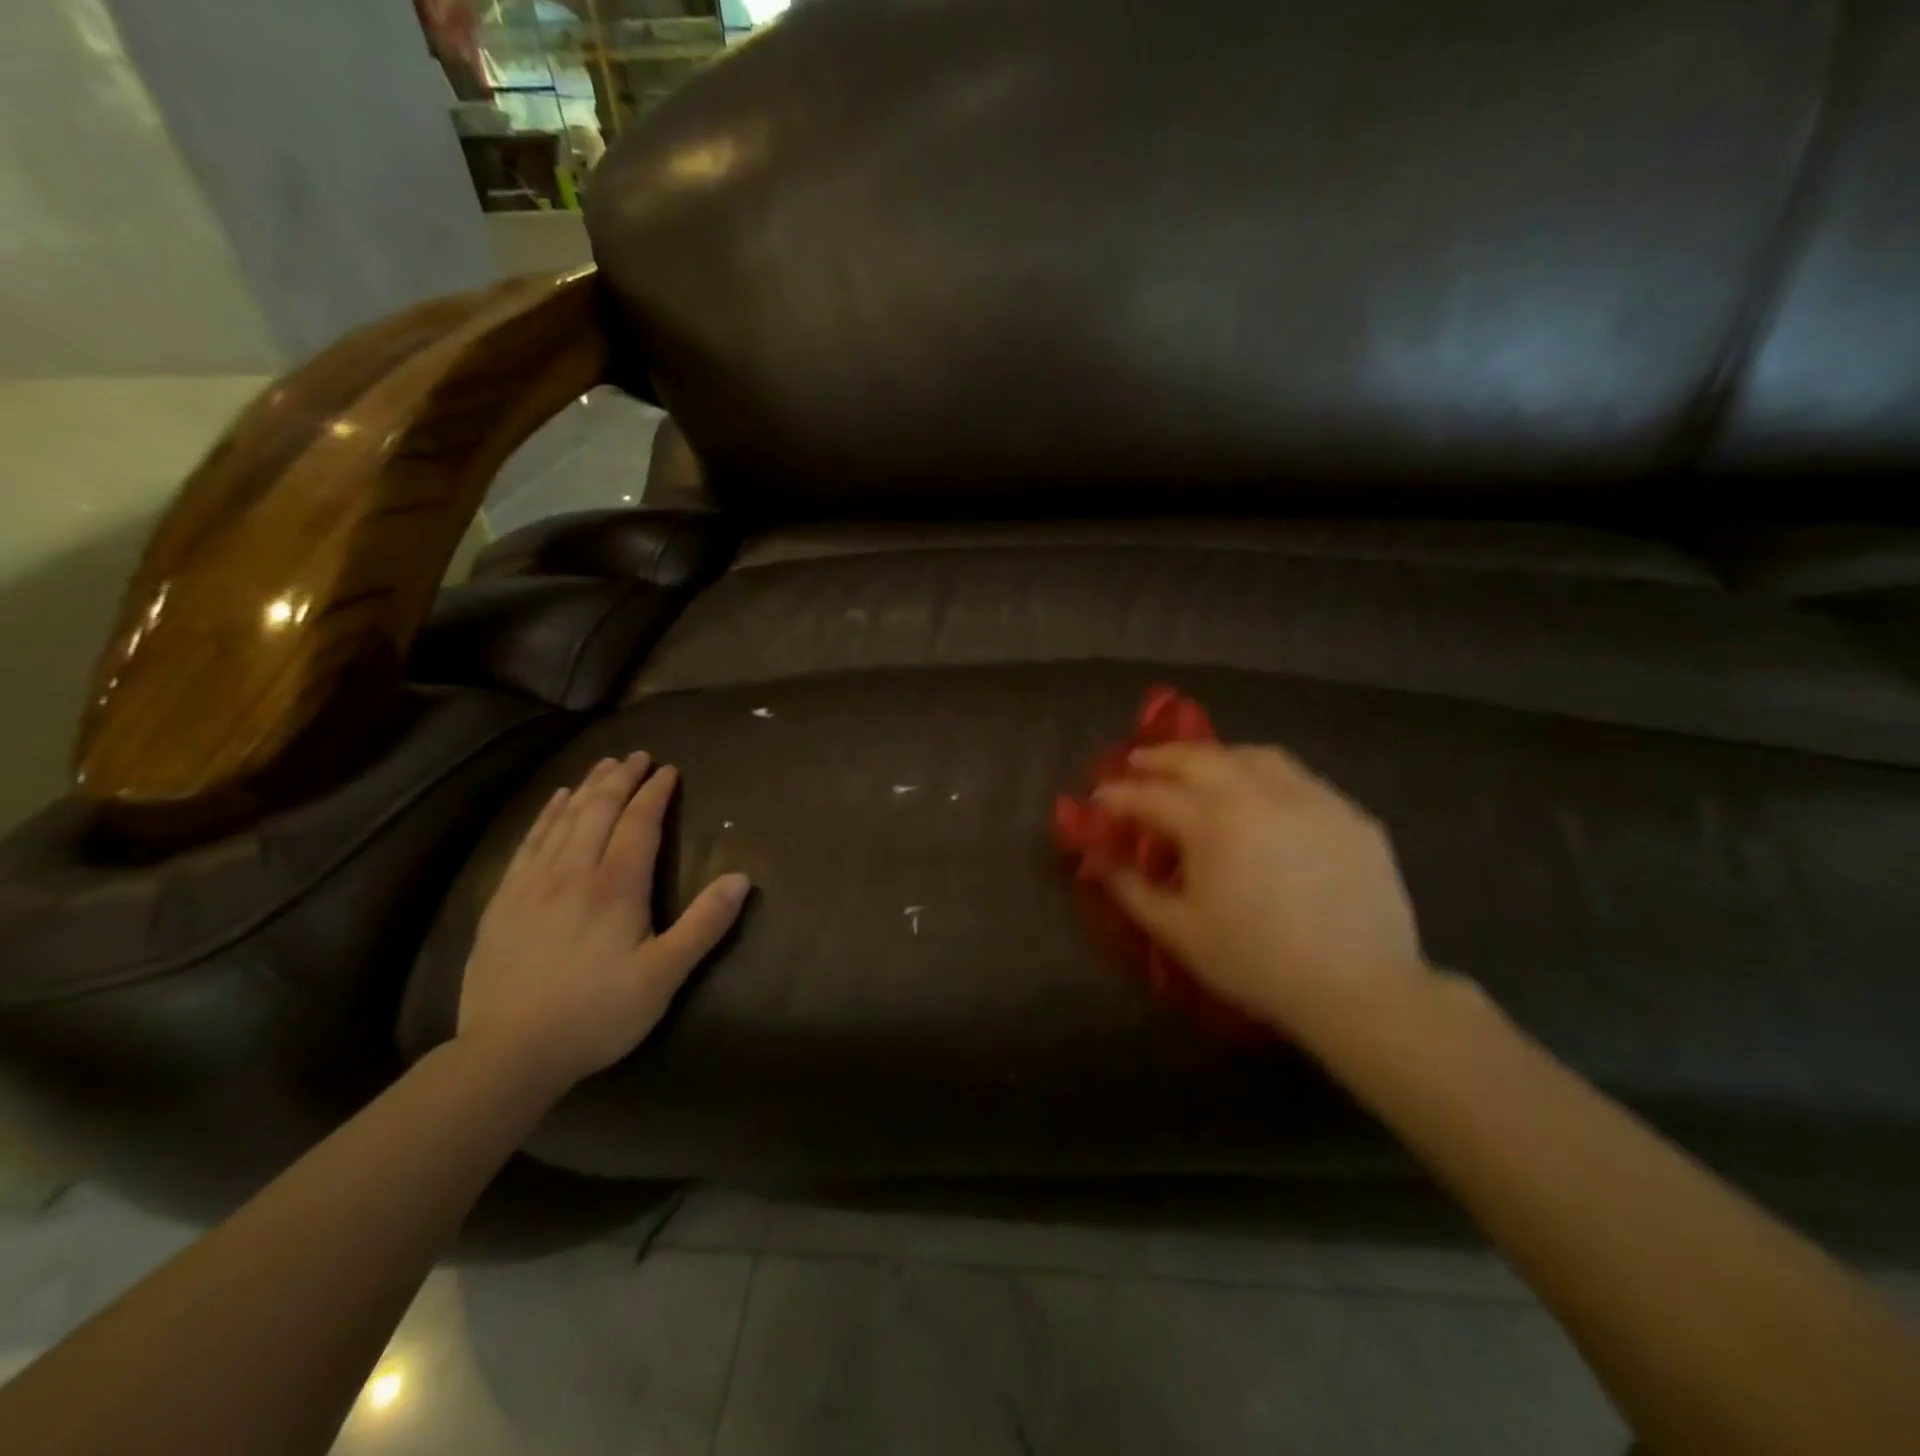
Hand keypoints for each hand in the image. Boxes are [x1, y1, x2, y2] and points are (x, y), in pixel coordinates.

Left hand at [457, 752, 749, 1091]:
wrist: (508, 1053)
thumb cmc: (597, 1014)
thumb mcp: (664, 976)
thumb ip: (704, 925)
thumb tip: (741, 878)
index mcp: (616, 887)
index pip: (639, 824)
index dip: (655, 793)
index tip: (668, 770)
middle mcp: (573, 873)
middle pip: (599, 811)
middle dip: (620, 779)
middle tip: (636, 755)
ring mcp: (533, 884)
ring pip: (563, 820)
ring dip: (586, 788)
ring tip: (602, 765)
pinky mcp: (504, 901)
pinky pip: (529, 842)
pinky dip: (546, 814)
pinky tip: (554, 801)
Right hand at [1091, 742, 1427, 1044]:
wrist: (1361, 988)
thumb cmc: (1256, 961)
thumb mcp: (1180, 931)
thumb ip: (1131, 890)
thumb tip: (1097, 861)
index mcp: (1212, 820)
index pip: (1151, 796)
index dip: (1118, 795)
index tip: (1098, 796)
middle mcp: (1259, 793)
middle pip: (1199, 758)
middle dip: (1161, 758)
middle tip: (1139, 762)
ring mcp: (1311, 797)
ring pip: (1255, 756)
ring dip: (1217, 756)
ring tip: (1203, 767)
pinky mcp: (1350, 814)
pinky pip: (1300, 779)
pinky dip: (1267, 777)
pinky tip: (1265, 800)